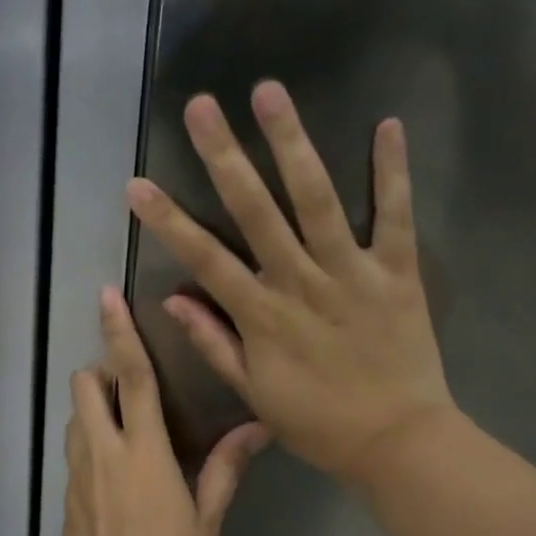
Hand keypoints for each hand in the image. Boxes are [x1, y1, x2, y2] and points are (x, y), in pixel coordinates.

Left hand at [60, 287, 269, 535]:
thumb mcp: (207, 518)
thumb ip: (225, 467)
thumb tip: (256, 428)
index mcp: (143, 451)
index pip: (132, 377)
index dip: (120, 333)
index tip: (107, 296)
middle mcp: (102, 452)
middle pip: (86, 386)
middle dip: (101, 371)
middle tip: (130, 387)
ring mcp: (78, 475)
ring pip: (74, 416)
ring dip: (93, 407)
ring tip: (124, 427)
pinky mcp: (66, 498)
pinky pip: (74, 451)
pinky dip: (89, 442)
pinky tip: (113, 471)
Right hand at [125, 79, 455, 486]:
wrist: (397, 442)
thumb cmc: (318, 422)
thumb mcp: (253, 393)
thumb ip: (214, 343)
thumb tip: (173, 300)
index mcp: (262, 315)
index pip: (204, 259)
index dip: (167, 221)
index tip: (137, 185)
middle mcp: (300, 282)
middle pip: (255, 212)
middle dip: (224, 156)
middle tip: (201, 106)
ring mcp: (350, 272)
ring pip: (316, 199)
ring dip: (291, 144)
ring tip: (269, 92)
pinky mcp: (398, 272)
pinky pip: (395, 215)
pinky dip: (392, 172)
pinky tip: (387, 125)